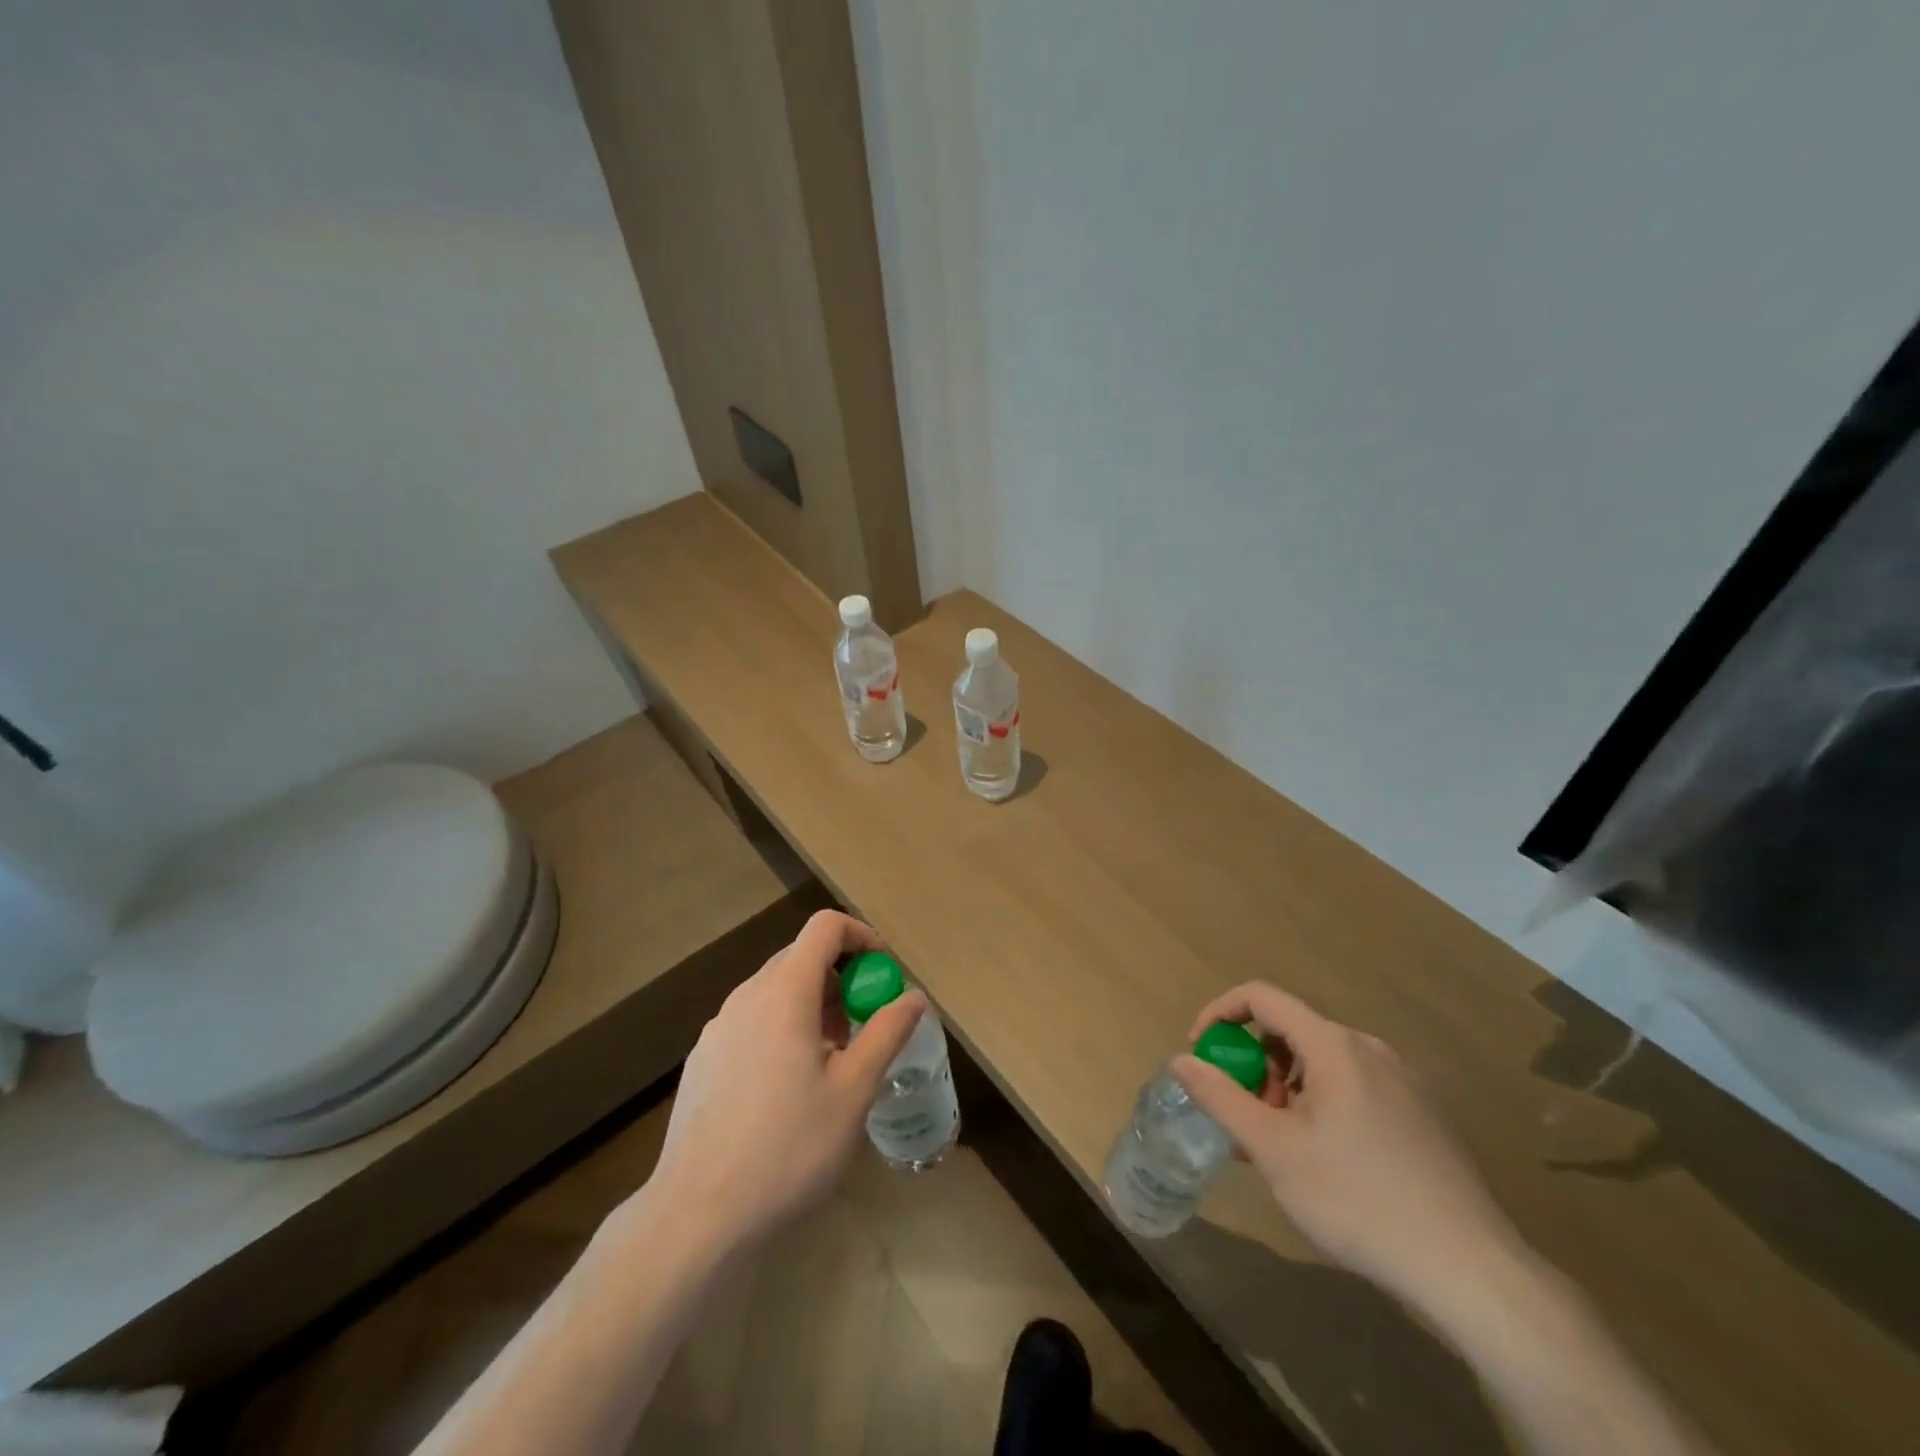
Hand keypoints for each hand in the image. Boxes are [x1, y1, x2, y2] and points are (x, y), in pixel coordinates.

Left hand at [633, 910, 925, 1252]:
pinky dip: (782, 1027)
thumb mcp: (854, 1091)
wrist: (696, 1214)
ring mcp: (718, 1027)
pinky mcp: (703, 1058)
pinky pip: (752, 1020)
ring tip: (830, 1061)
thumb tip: (913, 997)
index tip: (883, 972)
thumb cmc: (788, 1147)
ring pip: (775, 990)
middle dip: (840, 977)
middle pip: (800, 956)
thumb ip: (887, 1033)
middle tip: (862, 1024)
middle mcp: (746, 997)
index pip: (824, 927)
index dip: (860, 936)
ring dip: (812, 1004)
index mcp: (784, 993)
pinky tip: (788, 1088)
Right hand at [1172, 983, 1524, 1312]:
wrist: (1471, 1269)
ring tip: (1280, 1145)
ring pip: (1323, 1062)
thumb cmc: (1358, 1199)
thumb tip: (1181, 1059)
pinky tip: (1323, 1159)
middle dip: (1255, 1064)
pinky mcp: (1422, 1114)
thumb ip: (1221, 1098)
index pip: (1261, 997)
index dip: (1220, 1013)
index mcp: (1334, 1044)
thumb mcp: (1274, 1150)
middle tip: (1244, 1115)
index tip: (1200, 1052)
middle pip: (1292, 1031)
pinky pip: (1354, 1086)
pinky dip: (1321, 1103)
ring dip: (1287, 1088)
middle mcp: (1369, 1049)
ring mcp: (1402, 1081)